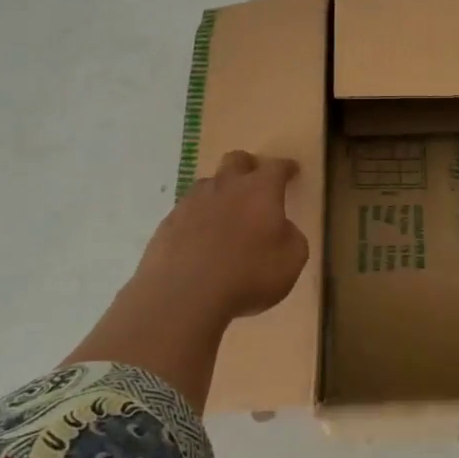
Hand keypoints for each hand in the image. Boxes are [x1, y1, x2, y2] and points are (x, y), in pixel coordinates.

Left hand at [133, 151, 308, 322]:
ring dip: (220, 193)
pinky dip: (197, 221)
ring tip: (225, 217)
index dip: (286, 168)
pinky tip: (199, 243)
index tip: (292, 170)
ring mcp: (191, 203)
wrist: (184, 297)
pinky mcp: (167, 224)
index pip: (276, 167)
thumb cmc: (248, 275)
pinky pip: (186, 213)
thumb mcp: (291, 260)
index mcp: (260, 190)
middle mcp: (225, 187)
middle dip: (248, 166)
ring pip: (208, 184)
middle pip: (236, 160)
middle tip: (255, 182)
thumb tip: (282, 229)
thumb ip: (291, 237)